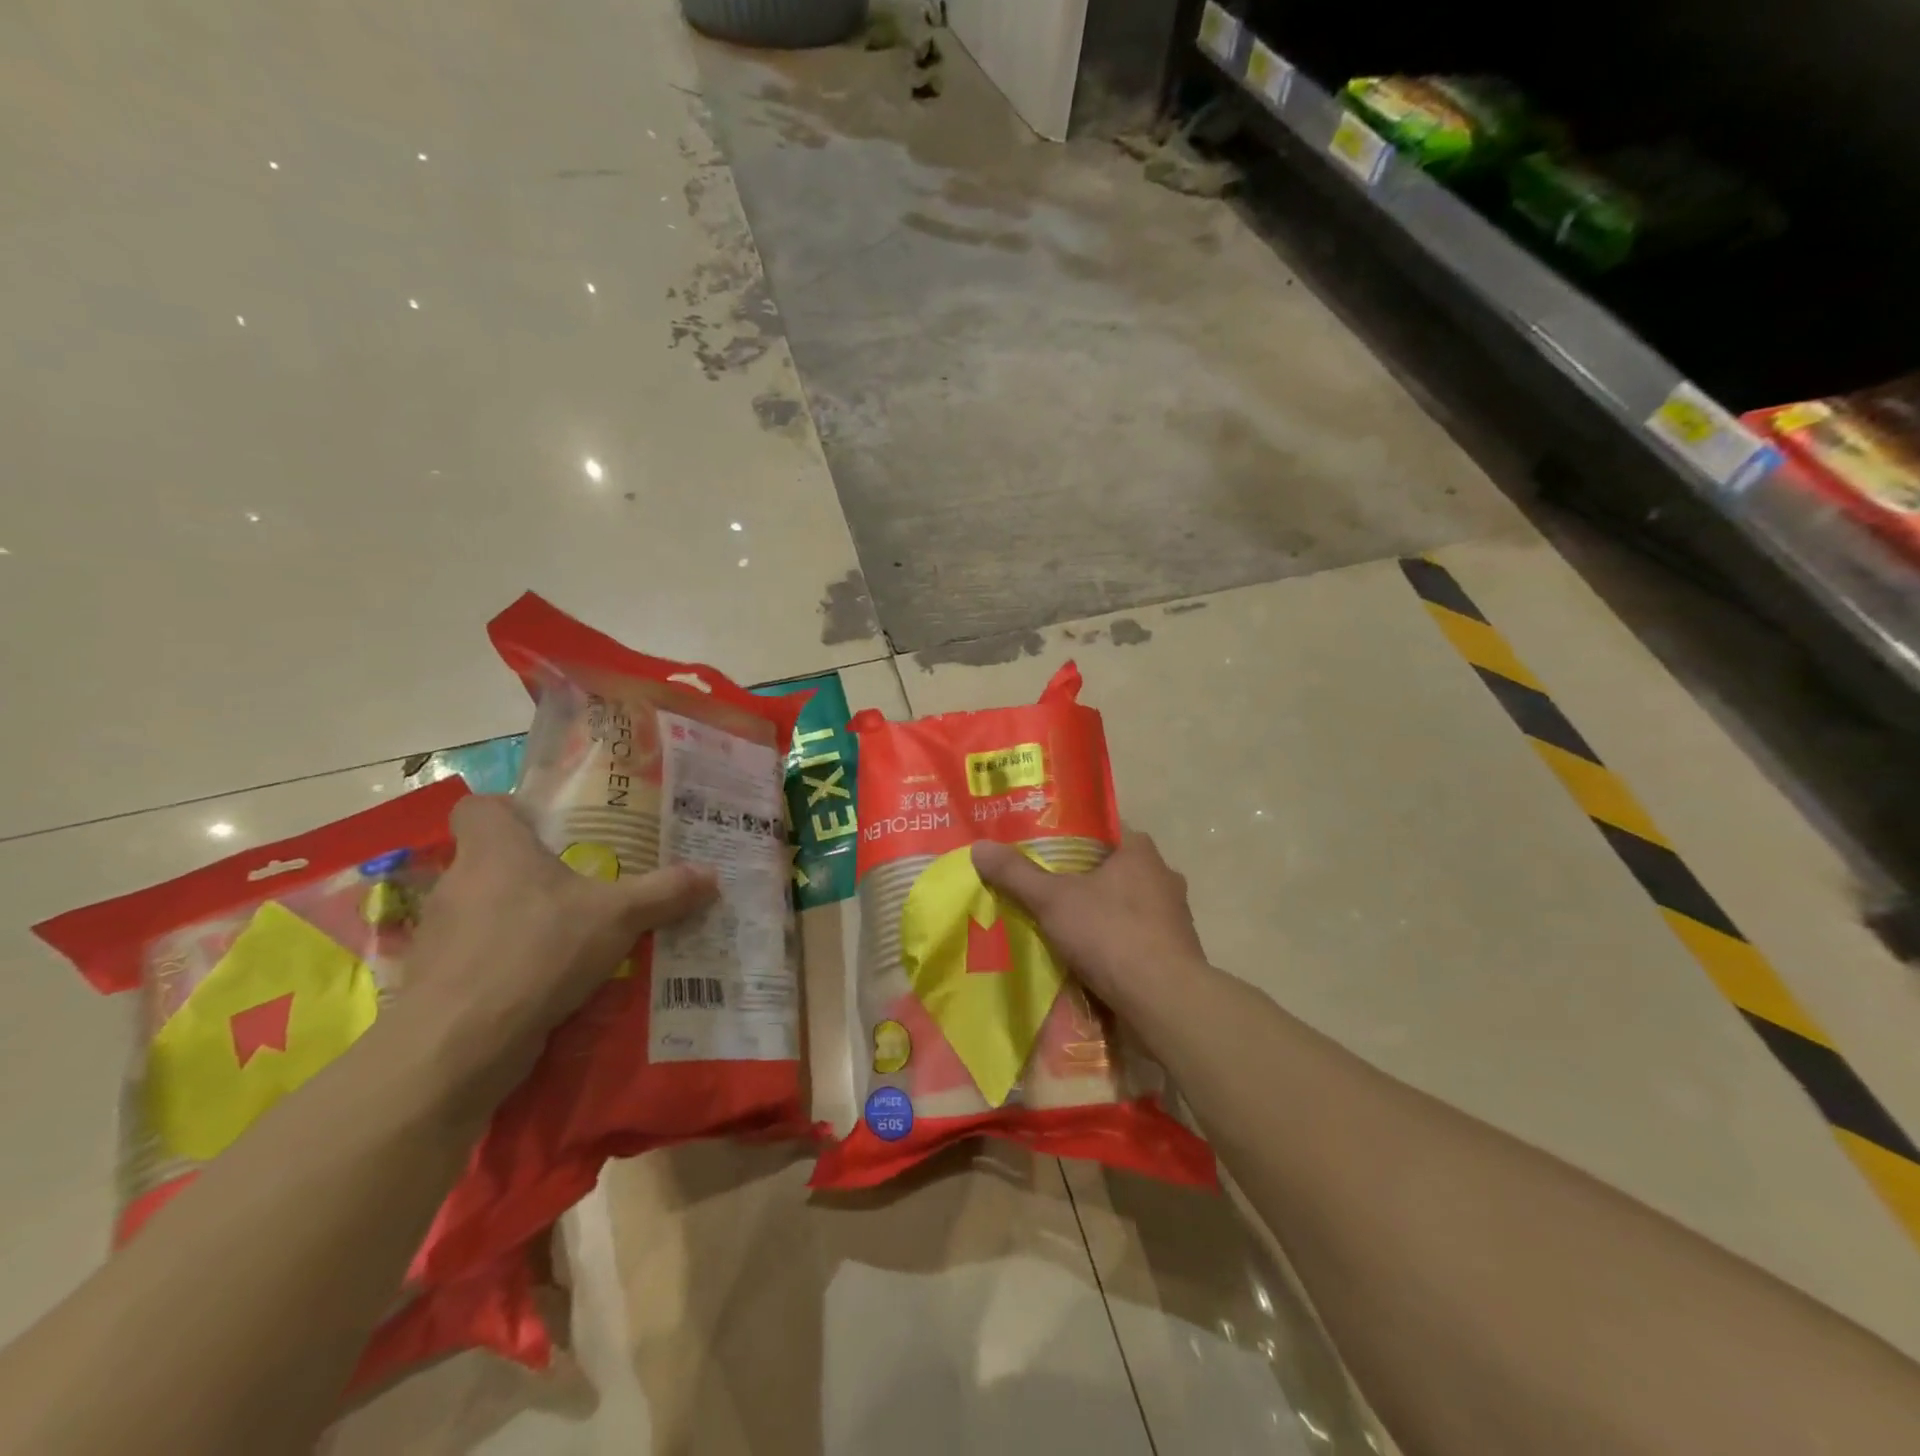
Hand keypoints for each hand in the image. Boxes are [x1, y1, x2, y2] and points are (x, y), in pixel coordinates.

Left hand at [400, 795, 716, 1106]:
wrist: (457, 1045)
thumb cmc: (537, 951)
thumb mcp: (618, 916)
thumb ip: (664, 892)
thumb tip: (712, 875)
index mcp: (494, 849)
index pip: (480, 807)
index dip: (512, 812)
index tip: (551, 830)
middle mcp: (458, 884)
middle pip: (491, 862)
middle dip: (534, 874)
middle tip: (584, 886)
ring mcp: (440, 936)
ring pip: (485, 912)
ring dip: (522, 921)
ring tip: (572, 938)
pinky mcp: (436, 982)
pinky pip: (479, 958)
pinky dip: (508, 965)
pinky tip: (547, 983)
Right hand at [971, 831, 1211, 1032]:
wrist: (1165, 1000)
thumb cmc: (1111, 933)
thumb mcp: (1053, 900)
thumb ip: (1016, 874)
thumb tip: (979, 847)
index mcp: (1140, 850)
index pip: (1102, 829)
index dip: (1071, 835)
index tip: (1042, 848)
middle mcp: (1163, 875)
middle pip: (1113, 867)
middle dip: (1082, 878)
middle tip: (1044, 886)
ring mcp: (1174, 915)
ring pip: (1126, 904)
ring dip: (1100, 912)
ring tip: (1062, 923)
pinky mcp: (1176, 951)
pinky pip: (1137, 936)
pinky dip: (1115, 942)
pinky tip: (1090, 955)